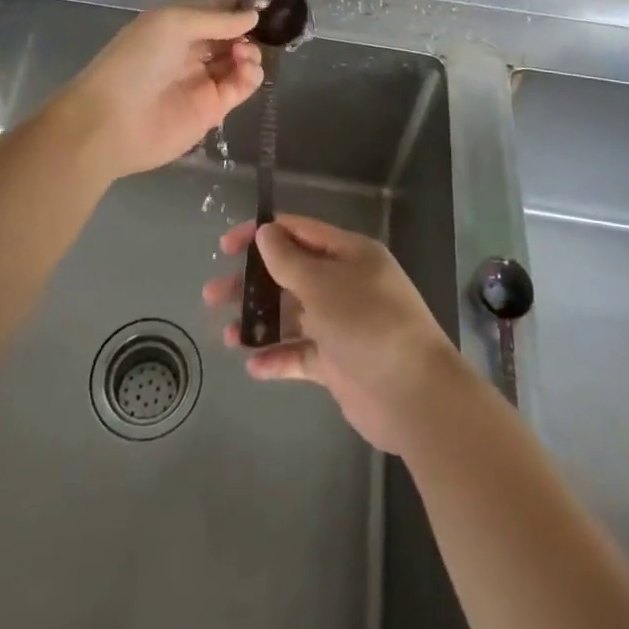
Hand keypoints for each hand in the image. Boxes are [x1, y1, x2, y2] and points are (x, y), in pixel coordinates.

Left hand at [48, 3, 262, 181]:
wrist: (112, 122)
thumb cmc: (137, 61)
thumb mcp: (173, 24)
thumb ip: (216, 19)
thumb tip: (252, 16)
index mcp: (176, 25)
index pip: (213, 10)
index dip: (236, 4)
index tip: (262, 0)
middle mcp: (190, 50)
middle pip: (230, 35)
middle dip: (246, 29)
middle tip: (260, 30)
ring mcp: (202, 80)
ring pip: (239, 60)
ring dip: (250, 52)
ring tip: (244, 55)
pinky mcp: (212, 109)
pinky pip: (240, 87)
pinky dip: (251, 76)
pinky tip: (247, 70)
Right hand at [203, 215, 467, 453]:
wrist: (414, 396)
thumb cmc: (368, 324)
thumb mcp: (323, 285)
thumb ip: (289, 260)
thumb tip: (265, 232)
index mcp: (350, 254)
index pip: (299, 232)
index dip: (263, 234)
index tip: (226, 245)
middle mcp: (345, 284)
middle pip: (290, 274)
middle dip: (253, 283)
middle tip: (213, 294)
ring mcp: (342, 324)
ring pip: (292, 315)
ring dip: (261, 322)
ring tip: (227, 335)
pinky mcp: (338, 363)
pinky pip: (301, 353)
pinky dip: (278, 357)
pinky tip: (254, 366)